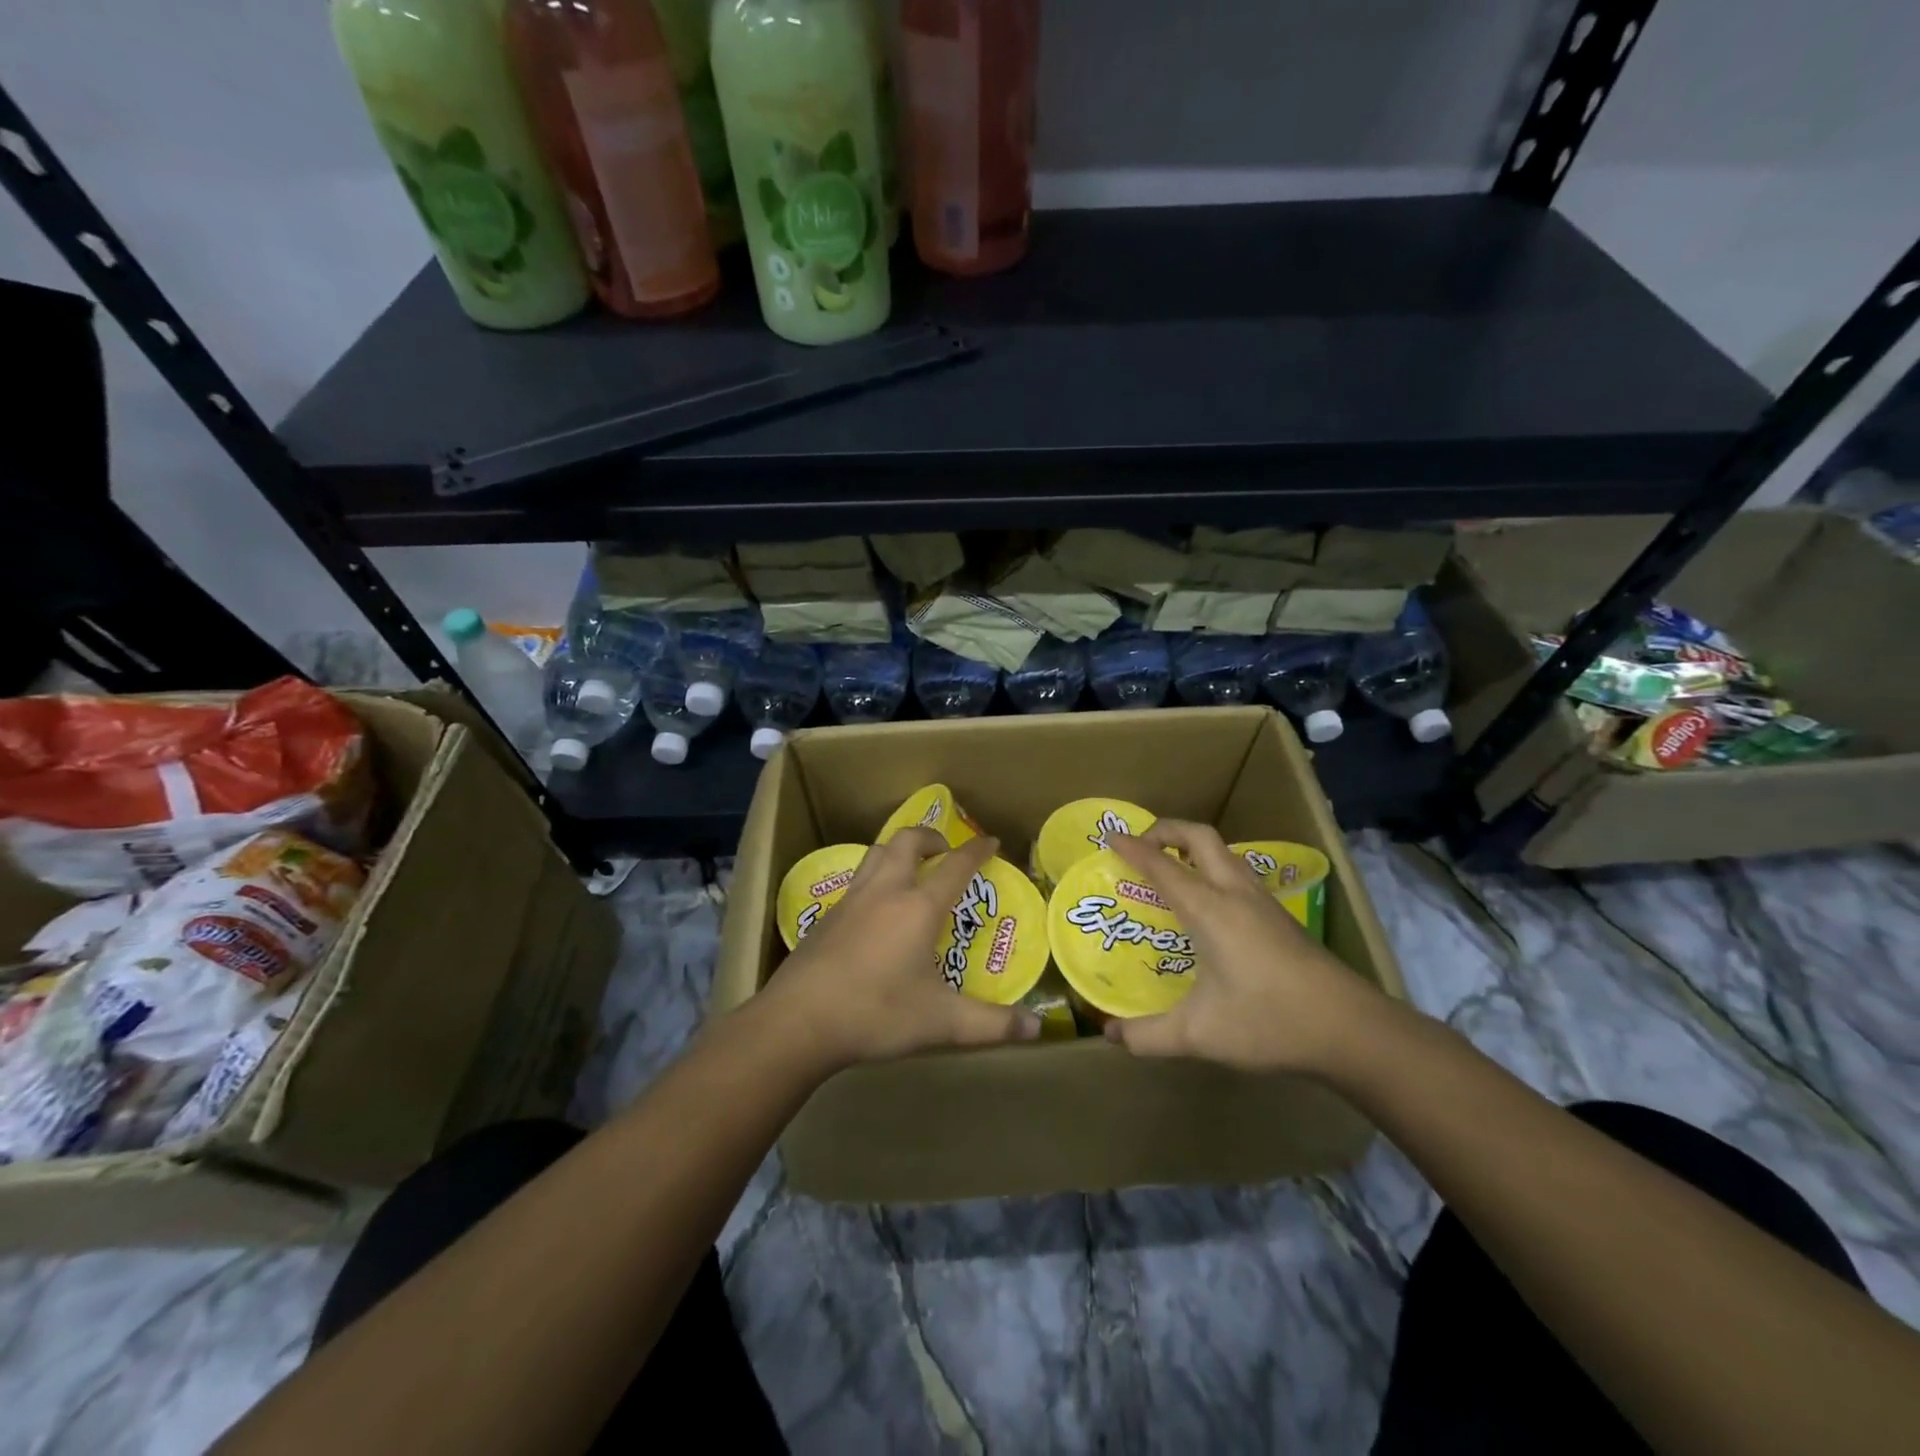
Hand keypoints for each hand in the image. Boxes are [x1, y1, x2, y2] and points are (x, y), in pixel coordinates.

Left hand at [767, 828, 1040, 1068]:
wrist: (798, 1021)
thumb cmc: (876, 1013)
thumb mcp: (941, 1022)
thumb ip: (991, 1024)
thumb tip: (1036, 1030)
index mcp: (917, 908)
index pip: (955, 865)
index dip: (976, 850)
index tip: (992, 841)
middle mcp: (885, 892)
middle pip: (907, 841)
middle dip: (930, 836)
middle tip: (945, 850)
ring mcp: (851, 901)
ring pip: (876, 853)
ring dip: (898, 850)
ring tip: (911, 868)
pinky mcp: (827, 917)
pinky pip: (857, 879)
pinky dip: (875, 876)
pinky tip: (876, 908)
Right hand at [1104, 820, 1389, 1073]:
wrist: (1351, 1029)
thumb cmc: (1269, 1022)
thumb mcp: (1200, 1035)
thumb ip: (1150, 1036)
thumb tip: (1113, 1037)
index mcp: (1209, 909)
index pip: (1162, 865)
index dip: (1133, 848)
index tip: (1110, 835)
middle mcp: (1235, 894)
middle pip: (1200, 837)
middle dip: (1166, 829)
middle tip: (1141, 844)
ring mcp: (1263, 903)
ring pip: (1224, 853)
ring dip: (1193, 848)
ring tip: (1171, 868)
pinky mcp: (1281, 918)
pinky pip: (1237, 874)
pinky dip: (1213, 869)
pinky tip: (1209, 906)